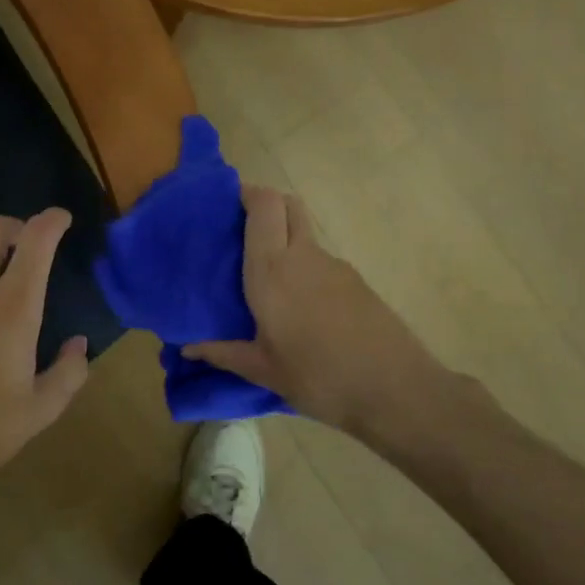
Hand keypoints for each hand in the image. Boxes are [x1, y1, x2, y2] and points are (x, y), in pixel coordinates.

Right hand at [184, 185, 452, 437]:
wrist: (395, 391)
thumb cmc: (318, 377)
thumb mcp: (264, 370)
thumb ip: (224, 353)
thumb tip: (188, 348)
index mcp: (272, 269)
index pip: (264, 205)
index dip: (247, 194)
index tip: (226, 204)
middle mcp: (303, 256)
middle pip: (288, 205)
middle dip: (266, 205)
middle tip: (243, 230)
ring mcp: (335, 266)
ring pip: (305, 234)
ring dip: (285, 240)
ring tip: (268, 279)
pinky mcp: (357, 282)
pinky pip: (321, 262)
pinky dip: (305, 268)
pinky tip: (301, 307)